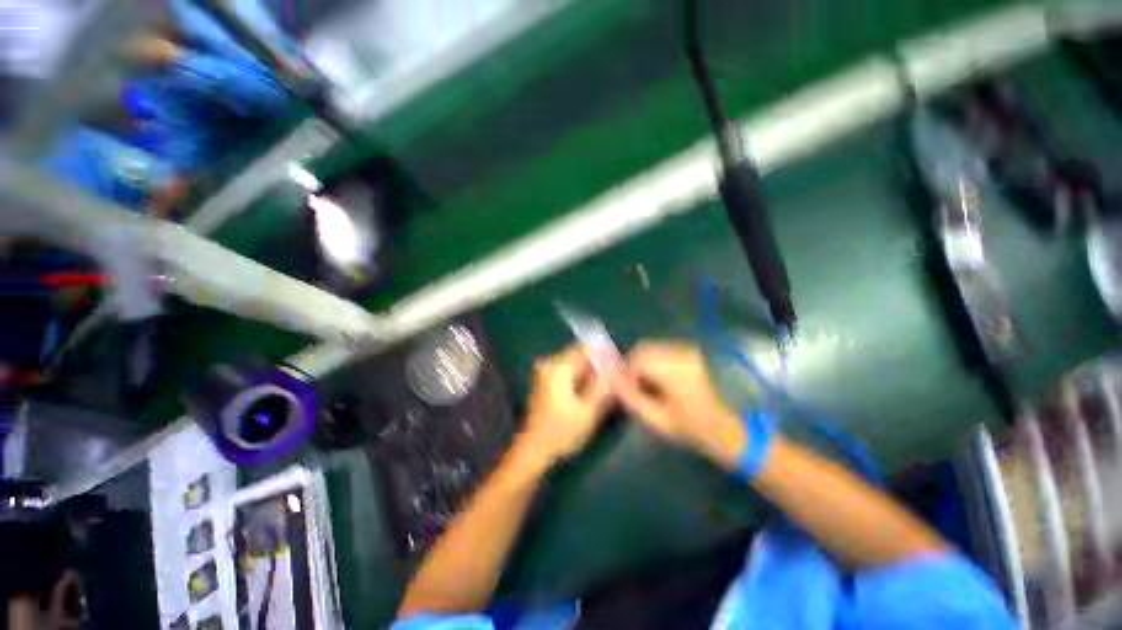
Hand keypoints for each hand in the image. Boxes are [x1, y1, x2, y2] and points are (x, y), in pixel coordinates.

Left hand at [517, 345, 613, 468]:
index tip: (618, 368)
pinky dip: (581, 379)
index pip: (586, 347)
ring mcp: (546, 372)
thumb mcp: (588, 411)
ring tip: (605, 389)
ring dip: (590, 373)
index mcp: (558, 367)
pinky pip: (569, 371)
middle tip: (613, 382)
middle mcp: (550, 363)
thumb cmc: (561, 432)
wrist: (533, 451)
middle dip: (598, 365)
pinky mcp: (546, 381)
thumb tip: (616, 366)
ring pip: (575, 364)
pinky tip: (590, 393)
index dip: (604, 354)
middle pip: (580, 354)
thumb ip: (603, 385)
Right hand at [611, 342, 746, 468]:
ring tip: (649, 386)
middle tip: (635, 388)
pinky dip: (657, 362)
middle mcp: (682, 353)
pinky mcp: (695, 352)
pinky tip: (663, 381)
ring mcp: (690, 350)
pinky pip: (666, 351)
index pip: (637, 359)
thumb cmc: (697, 430)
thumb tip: (612, 381)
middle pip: (644, 349)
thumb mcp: (659, 420)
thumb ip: (631, 398)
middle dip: (634, 366)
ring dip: (645, 363)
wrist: (737, 429)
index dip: (625, 372)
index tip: (624, 389)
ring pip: (654, 349)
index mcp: (674, 370)